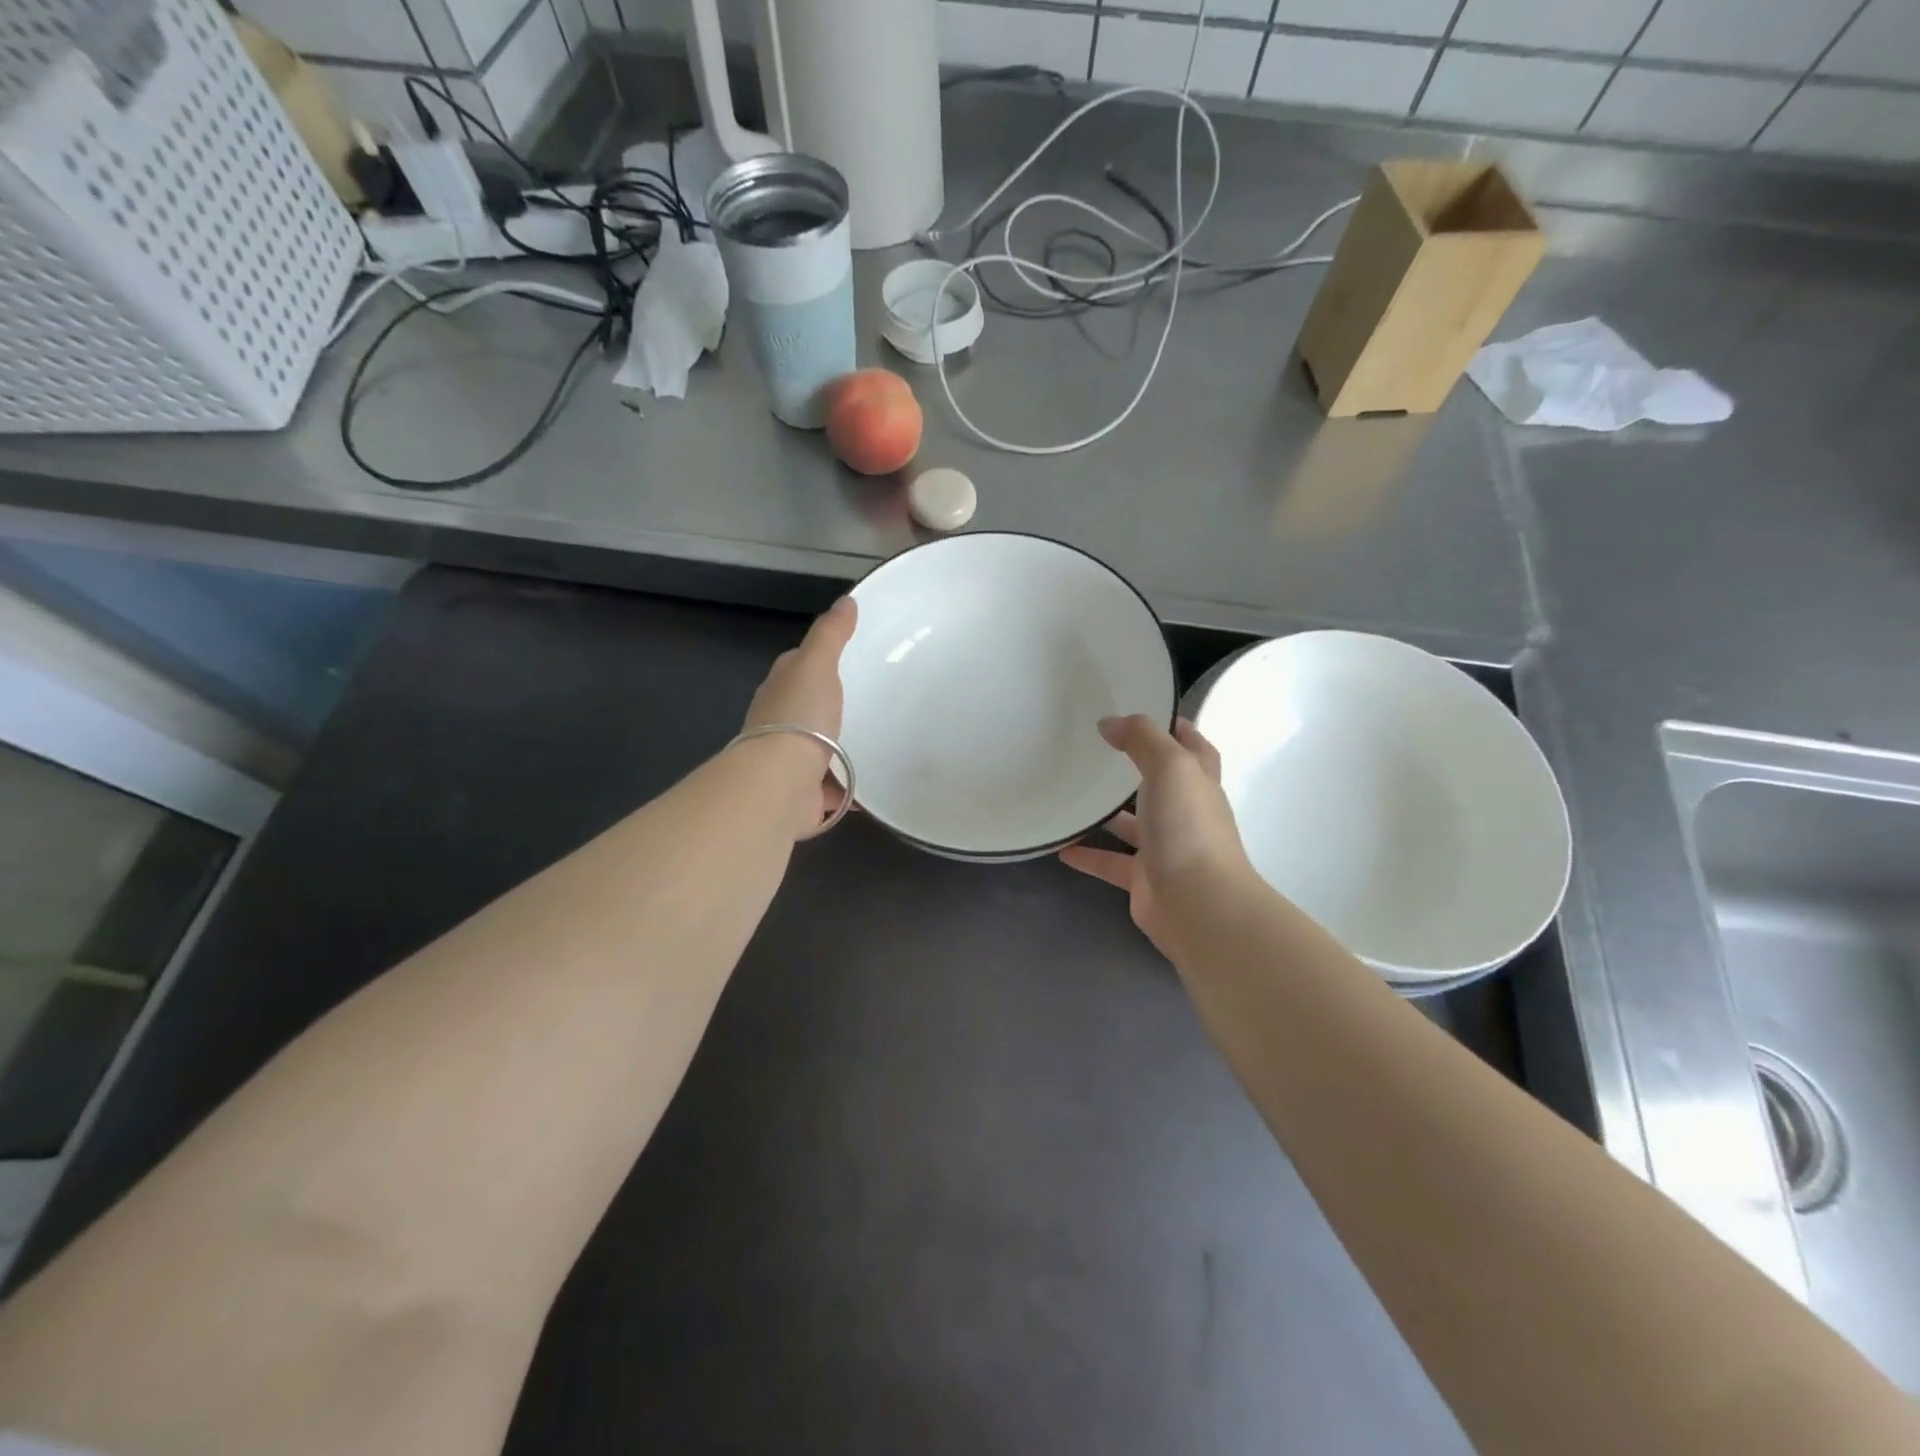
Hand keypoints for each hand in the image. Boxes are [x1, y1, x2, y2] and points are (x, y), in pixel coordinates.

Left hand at [742, 597, 857, 837]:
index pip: (798, 667)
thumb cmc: (799, 717)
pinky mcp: (806, 793)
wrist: (781, 782)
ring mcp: (791, 760)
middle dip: (835, 707)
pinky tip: (876, 785)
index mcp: (780, 690)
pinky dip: (851, 788)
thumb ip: (830, 634)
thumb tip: (846, 601)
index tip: (852, 658)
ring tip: (882, 742)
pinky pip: (834, 787)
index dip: (819, 660)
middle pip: (811, 709)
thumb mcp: (816, 664)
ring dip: (844, 749)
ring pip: (822, 749)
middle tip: (876, 702)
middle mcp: (781, 724)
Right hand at [1060, 715, 1256, 957]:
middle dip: (1135, 767)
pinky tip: (1060, 847)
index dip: (1174, 728)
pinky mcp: (1143, 880)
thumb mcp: (1170, 767)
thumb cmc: (1188, 828)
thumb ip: (1142, 738)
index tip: (1140, 712)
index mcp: (1198, 783)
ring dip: (1107, 813)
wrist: (1198, 906)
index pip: (1193, 747)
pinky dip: (1088, 855)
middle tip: (1095, 750)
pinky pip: (1110, 862)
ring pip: (1133, 825)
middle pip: (1161, 784)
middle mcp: (1185, 813)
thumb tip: (1110, 722)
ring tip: (1071, 794)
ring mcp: (1165, 849)